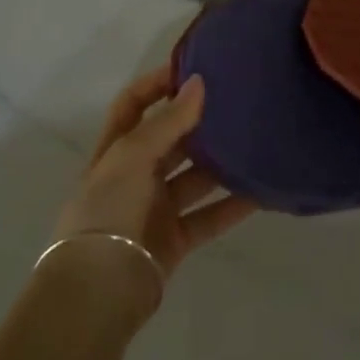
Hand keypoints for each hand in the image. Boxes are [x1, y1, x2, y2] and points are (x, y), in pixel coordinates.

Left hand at [53, 68, 256, 284]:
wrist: (98, 292)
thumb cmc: (108, 210)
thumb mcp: (132, 156)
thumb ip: (168, 121)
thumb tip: (198, 82)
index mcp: (115, 150)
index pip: (133, 104)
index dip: (157, 84)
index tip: (192, 67)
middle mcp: (134, 175)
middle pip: (170, 139)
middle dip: (198, 121)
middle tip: (237, 100)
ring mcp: (155, 209)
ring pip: (194, 177)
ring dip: (221, 162)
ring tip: (256, 140)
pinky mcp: (175, 239)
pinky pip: (209, 215)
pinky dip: (233, 204)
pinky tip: (261, 190)